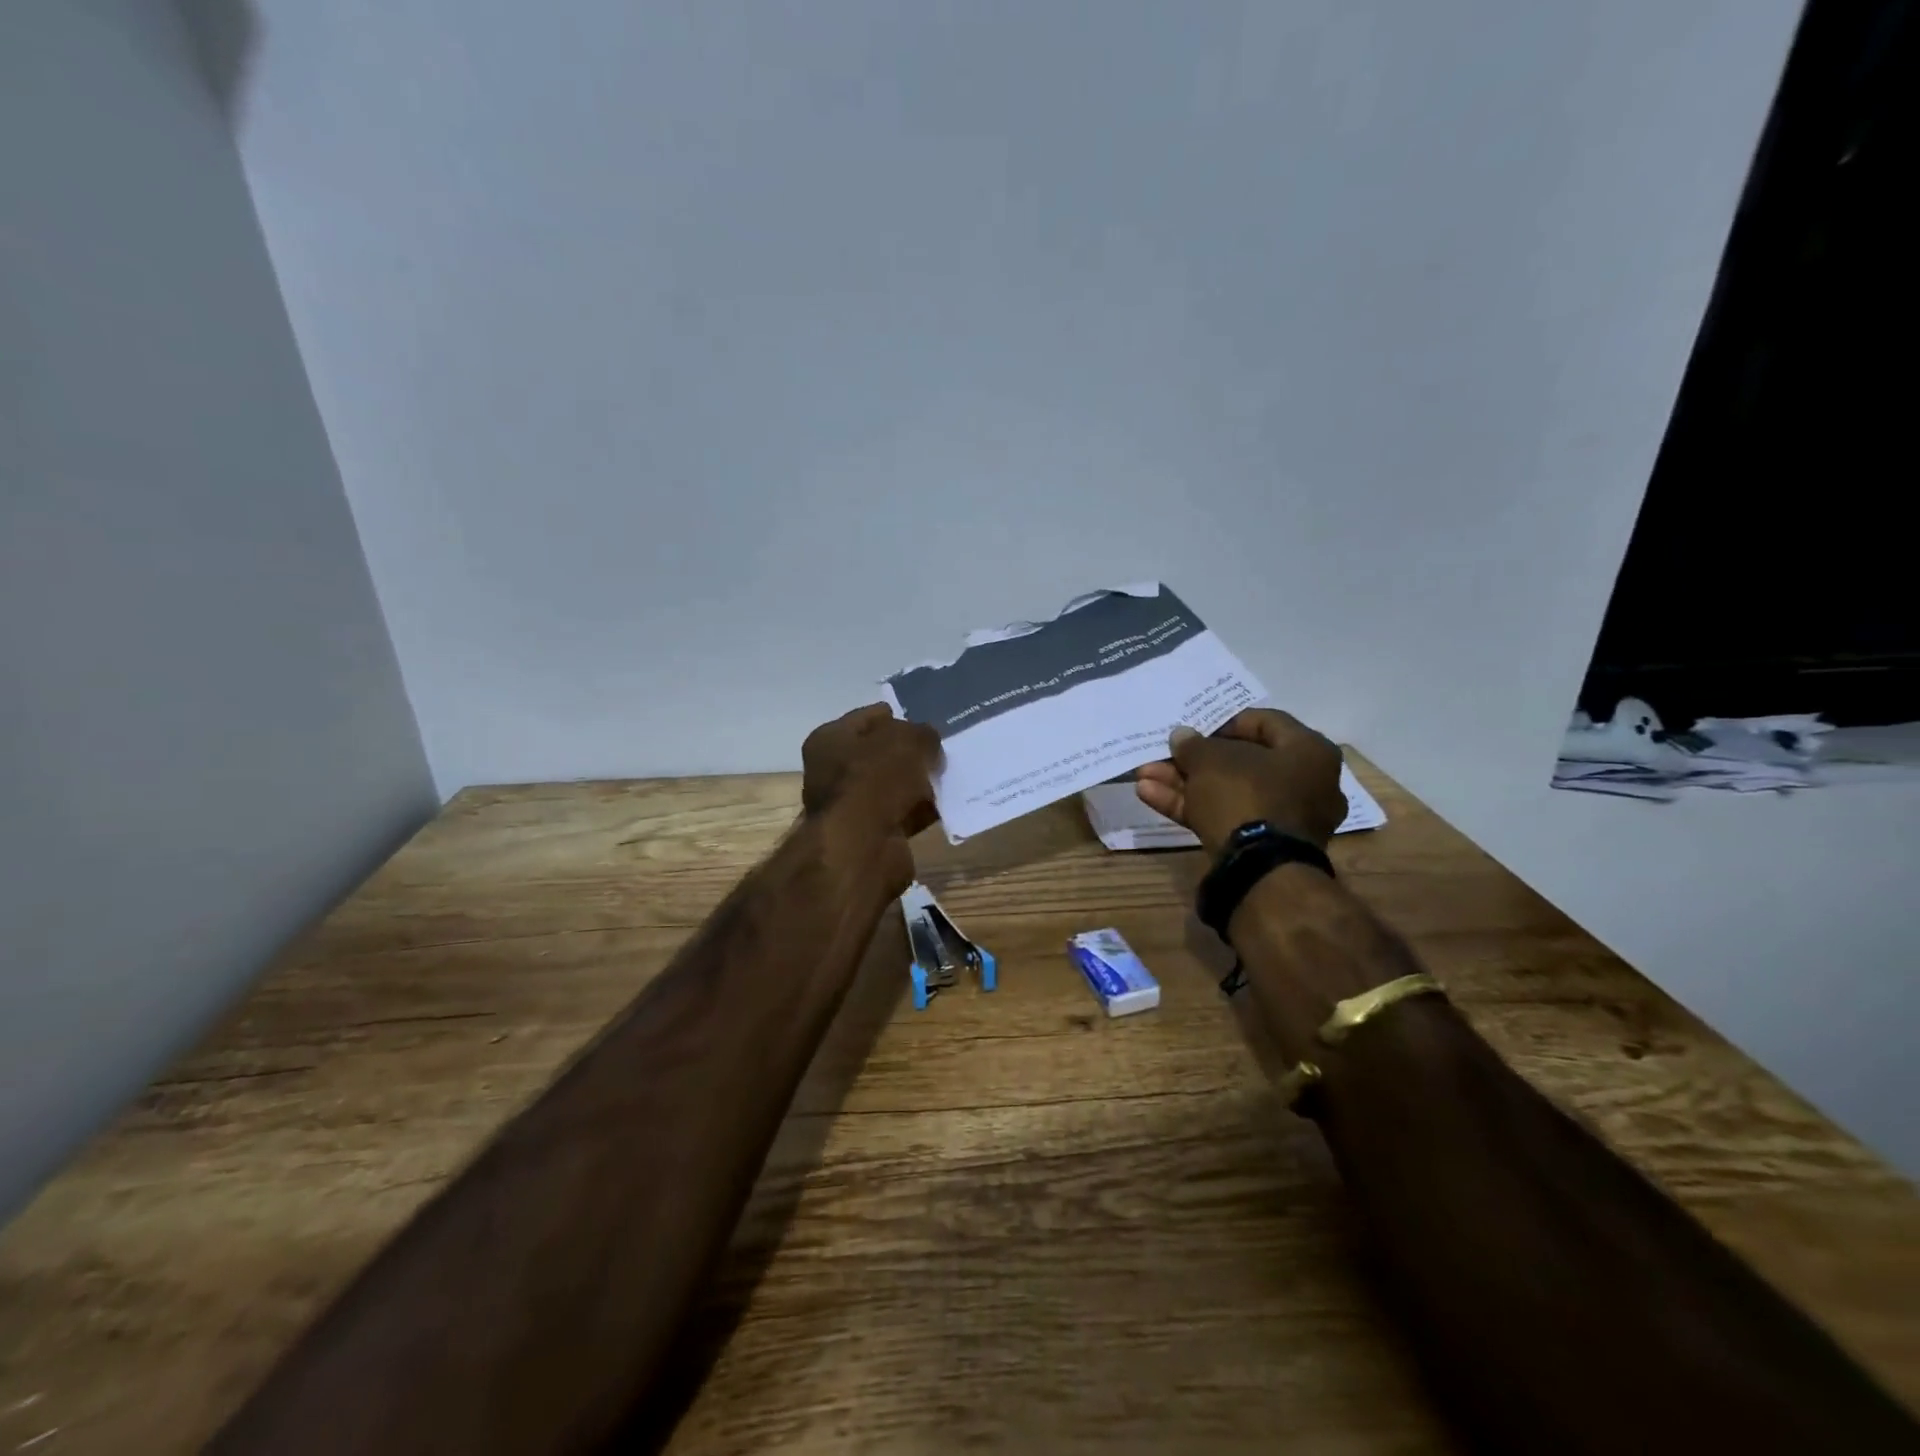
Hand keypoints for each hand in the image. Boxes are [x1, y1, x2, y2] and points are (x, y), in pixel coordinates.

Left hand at [801, 704, 942, 842]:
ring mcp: (851, 806)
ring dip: (918, 783)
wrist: (862, 847)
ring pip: (893, 786)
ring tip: (950, 775)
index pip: (868, 717)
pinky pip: (903, 814)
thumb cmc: (876, 779)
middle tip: (942, 749)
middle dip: (910, 752)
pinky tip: (946, 804)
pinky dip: (922, 810)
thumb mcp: (908, 741)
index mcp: (830, 739)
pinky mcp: (870, 834)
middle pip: (880, 754)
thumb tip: (928, 744)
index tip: (926, 720)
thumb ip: (922, 734)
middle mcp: (833, 771)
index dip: (896, 716)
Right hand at [1134, 709, 1344, 855]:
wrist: (1259, 869)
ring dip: (1183, 783)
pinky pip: (1225, 815)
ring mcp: (1284, 818)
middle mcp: (1306, 783)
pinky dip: (1190, 806)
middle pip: (1241, 762)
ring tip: (1144, 775)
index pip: (1266, 723)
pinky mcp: (1262, 845)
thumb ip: (1194, 745)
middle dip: (1194, 759)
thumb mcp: (1211, 760)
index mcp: (1309, 752)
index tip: (1196, 726)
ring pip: (1227, 791)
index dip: (1225, 721)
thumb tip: (1182, 736)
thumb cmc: (1246, 795)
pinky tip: (1150, 796)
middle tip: (1165, 753)